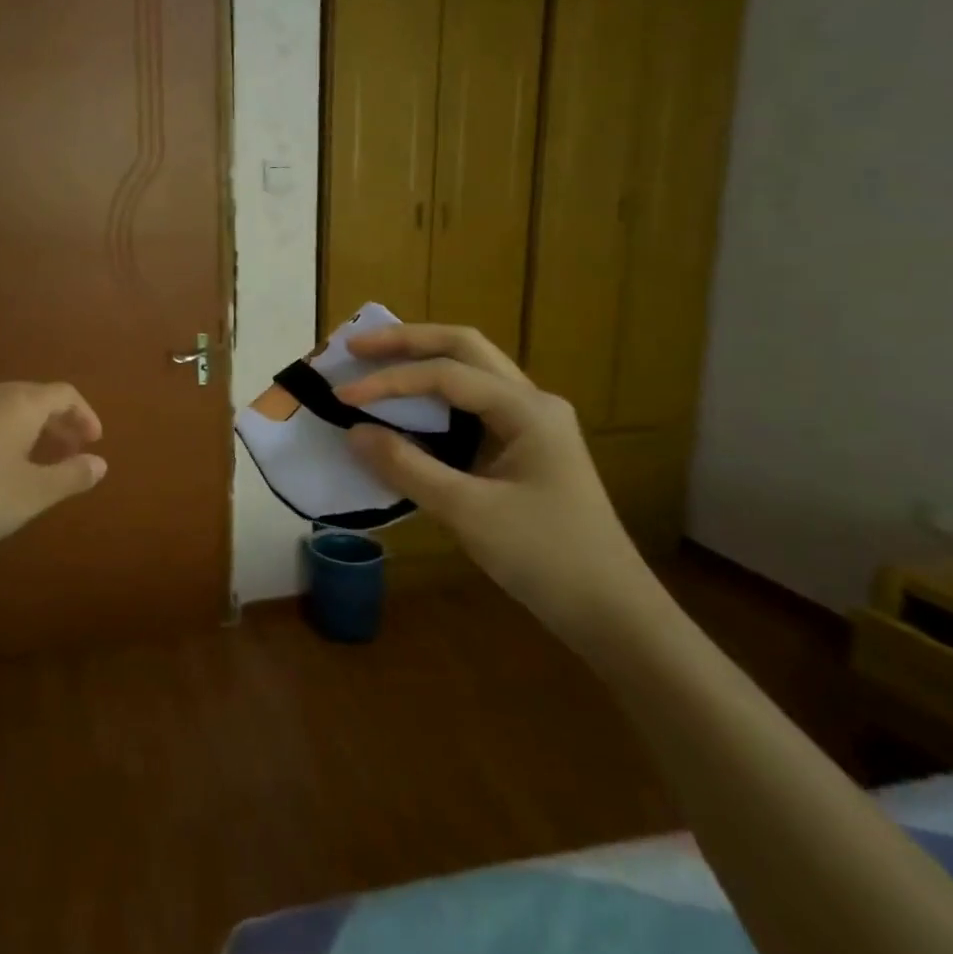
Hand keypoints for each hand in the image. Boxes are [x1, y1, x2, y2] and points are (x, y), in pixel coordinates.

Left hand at [0, 382, 106, 572]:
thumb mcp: (33, 495)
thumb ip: (72, 475)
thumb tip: (99, 462)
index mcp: (16, 404)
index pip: (63, 394)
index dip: (83, 415)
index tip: (91, 442)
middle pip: (27, 397)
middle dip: (51, 421)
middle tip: (63, 452)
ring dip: (13, 427)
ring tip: (19, 459)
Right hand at [334, 325, 665, 651]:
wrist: (610, 611)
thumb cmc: (545, 557)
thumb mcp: (468, 512)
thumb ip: (407, 467)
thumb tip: (353, 432)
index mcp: (526, 409)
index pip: (445, 375)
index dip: (389, 380)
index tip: (342, 395)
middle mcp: (530, 402)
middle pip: (463, 348)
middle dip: (406, 342)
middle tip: (355, 346)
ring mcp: (529, 424)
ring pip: (469, 373)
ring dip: (420, 362)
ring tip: (372, 362)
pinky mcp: (521, 448)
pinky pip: (470, 406)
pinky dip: (432, 399)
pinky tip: (404, 409)